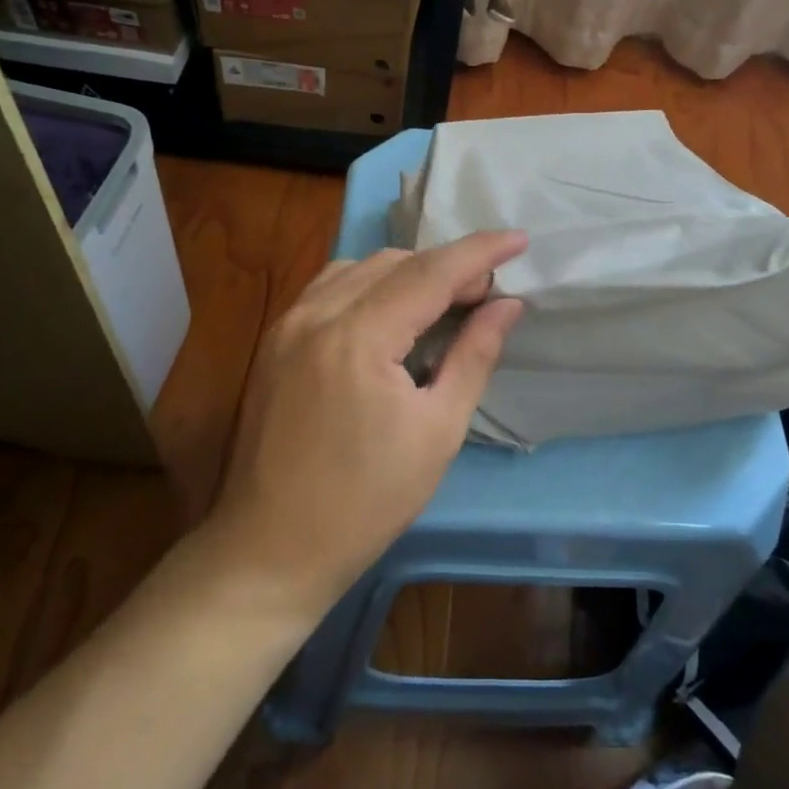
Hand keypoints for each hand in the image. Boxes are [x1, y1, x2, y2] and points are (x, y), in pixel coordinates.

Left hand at [208, 232, 527, 610]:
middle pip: (395, 263)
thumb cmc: (366, 502)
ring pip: (360, 268)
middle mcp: (316, 315)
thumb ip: (474, 356)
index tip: (518, 238)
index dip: (479, 252)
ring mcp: (287, 324)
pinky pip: (330, 286)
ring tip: (444, 300)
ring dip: (408, 272)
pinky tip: (390, 310)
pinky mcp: (274, 339)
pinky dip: (370, 284)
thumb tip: (507, 305)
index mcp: (358, 338)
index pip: (430, 273)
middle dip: (447, 267)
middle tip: (486, 293)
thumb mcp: (437, 431)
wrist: (270, 550)